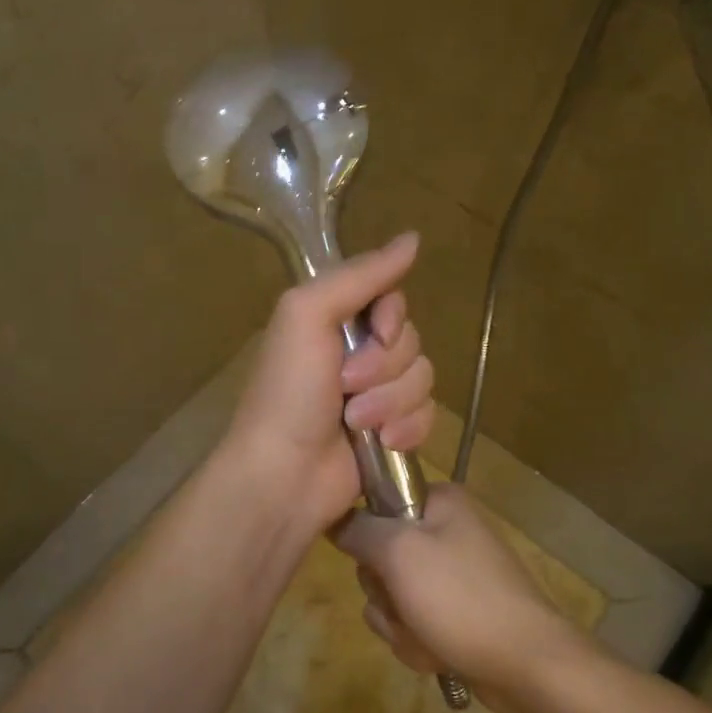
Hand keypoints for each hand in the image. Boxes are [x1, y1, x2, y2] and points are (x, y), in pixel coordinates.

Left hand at [220, 232, 434, 540]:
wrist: (284, 475)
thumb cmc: (288, 391)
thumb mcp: (308, 315)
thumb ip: (359, 275)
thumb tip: (413, 238)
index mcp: (334, 320)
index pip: (392, 299)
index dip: (391, 318)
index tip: (375, 333)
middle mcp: (357, 352)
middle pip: (410, 339)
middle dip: (384, 367)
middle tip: (346, 386)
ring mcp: (377, 394)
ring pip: (423, 378)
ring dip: (391, 401)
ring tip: (356, 423)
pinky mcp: (393, 431)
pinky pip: (427, 415)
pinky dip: (407, 428)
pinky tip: (384, 443)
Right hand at [334, 486, 587, 712]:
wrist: (527, 665)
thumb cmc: (461, 598)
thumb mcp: (399, 553)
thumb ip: (358, 530)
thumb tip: (335, 519)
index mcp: (439, 502)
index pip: (377, 503)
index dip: (367, 536)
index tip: (373, 560)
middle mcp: (446, 530)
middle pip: (380, 557)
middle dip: (385, 594)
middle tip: (404, 605)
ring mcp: (452, 574)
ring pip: (392, 596)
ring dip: (399, 624)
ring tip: (427, 636)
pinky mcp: (456, 612)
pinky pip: (413, 622)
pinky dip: (418, 642)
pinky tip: (438, 654)